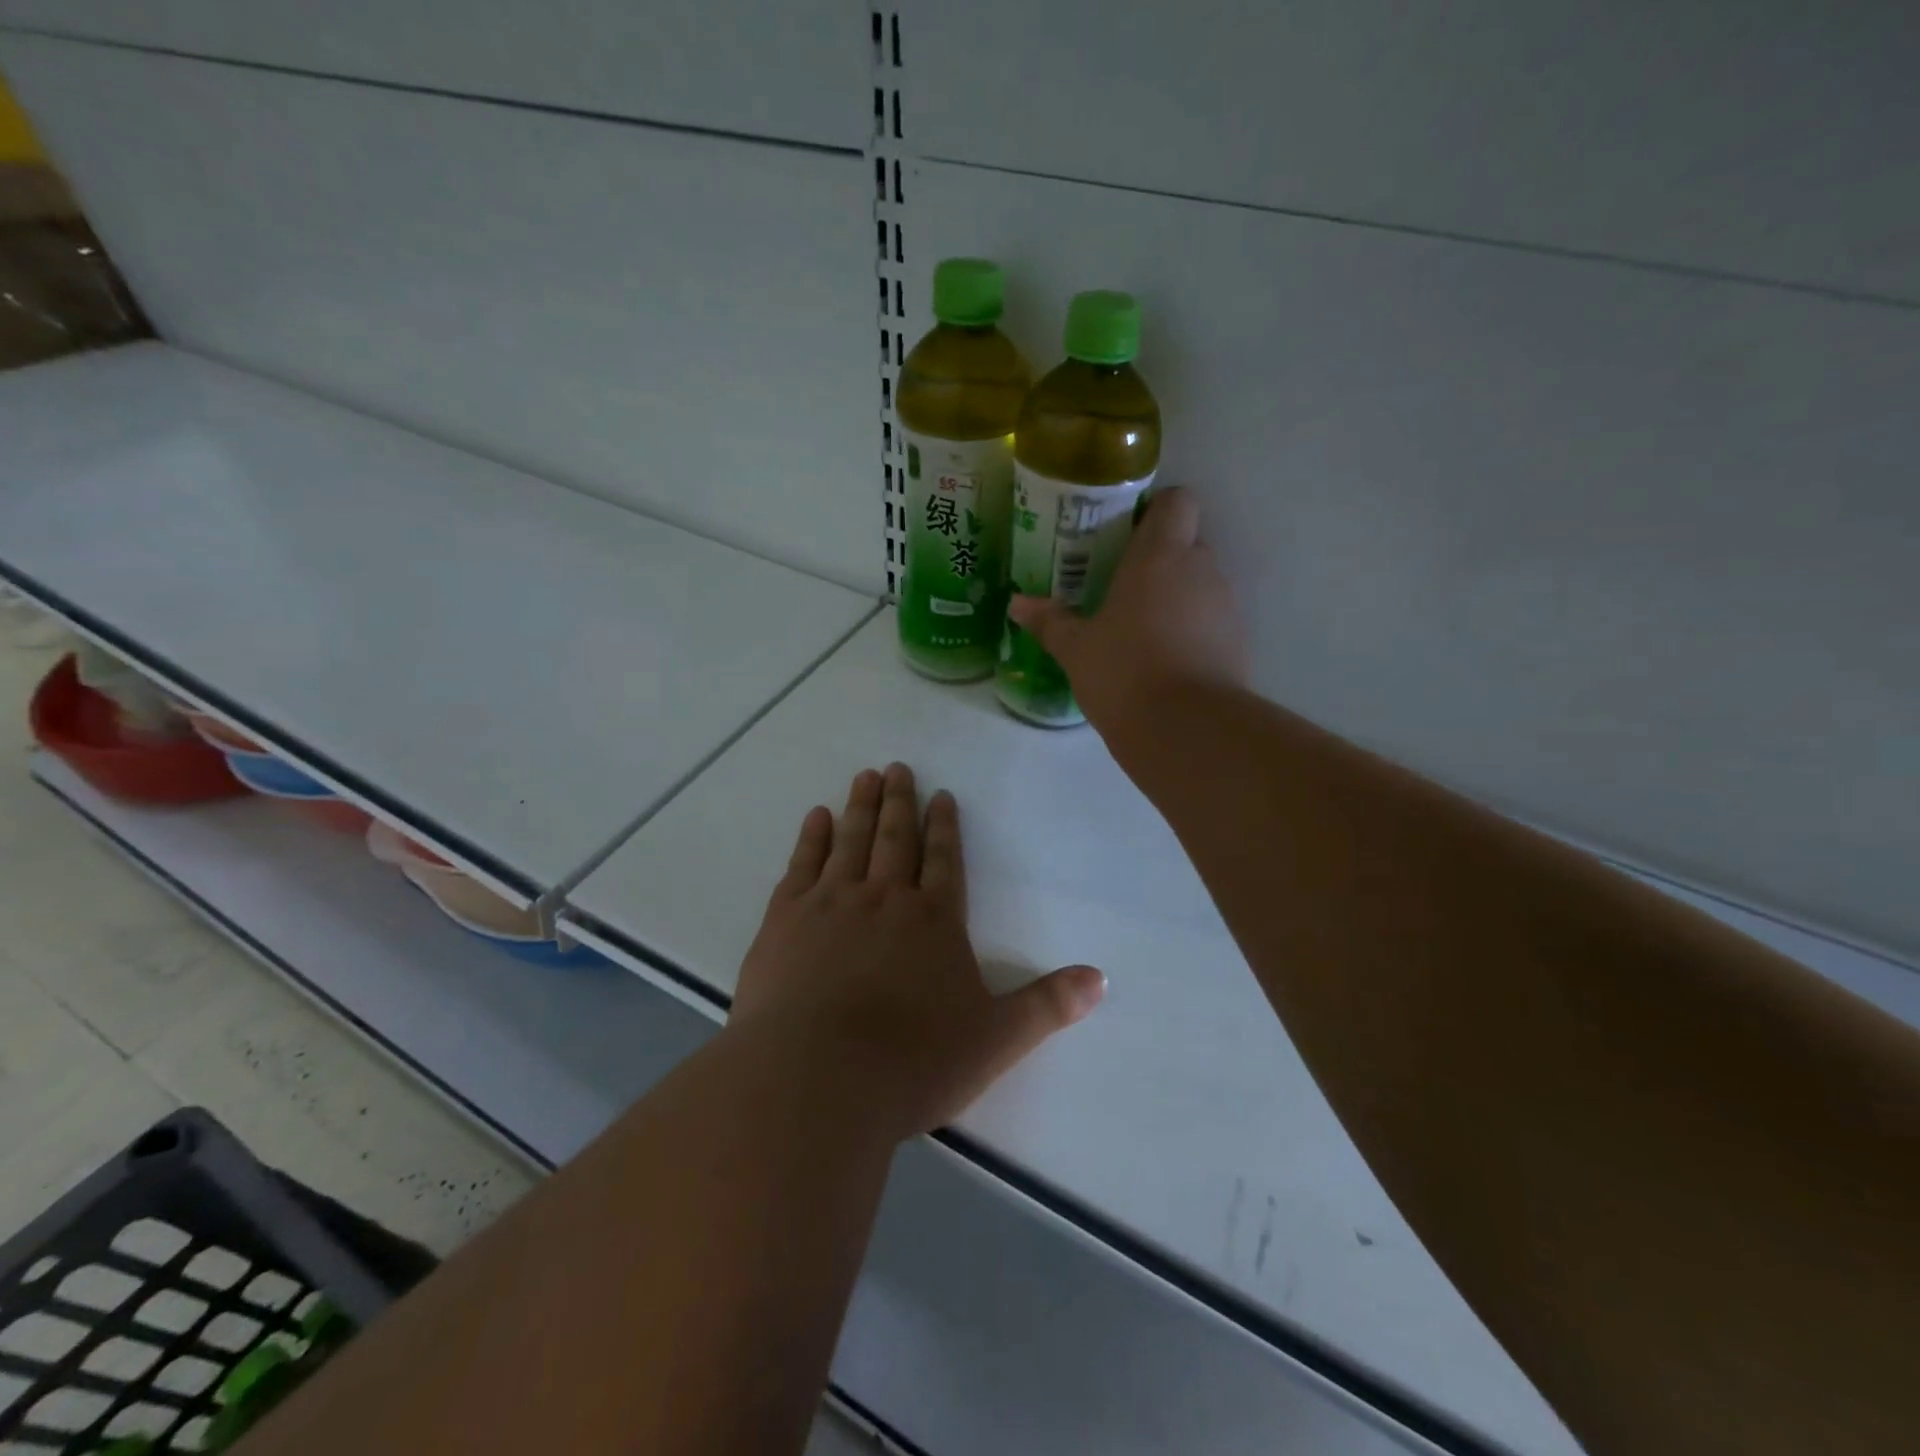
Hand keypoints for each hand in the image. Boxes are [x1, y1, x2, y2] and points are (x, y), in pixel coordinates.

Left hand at [730, 764, 1104, 1139]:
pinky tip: (817, 817)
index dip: (946, 826)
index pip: (945, 861)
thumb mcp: (995, 1040)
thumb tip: (1101, 980)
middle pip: (897, 839)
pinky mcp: (785, 919)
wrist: (816, 1079)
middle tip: (898, 768)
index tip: (941, 795)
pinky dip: (812, 837)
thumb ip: (1047, 1006)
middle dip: (901, 802)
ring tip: (866, 776)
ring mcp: (832, 903)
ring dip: (861, 806)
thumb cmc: (912, 1062)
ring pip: (852, 841)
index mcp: (935, 921)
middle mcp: (885, 899)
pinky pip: (803, 864)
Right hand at [1008, 486, 1247, 734]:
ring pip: (1202, 583)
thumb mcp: (1076, 649)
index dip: (1157, 510)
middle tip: (1123, 586)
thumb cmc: (1124, 673)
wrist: (1187, 730)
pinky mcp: (1239, 642)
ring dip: (1177, 596)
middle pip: (1188, 542)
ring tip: (1142, 629)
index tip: (1129, 533)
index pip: (1178, 501)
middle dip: (1160, 558)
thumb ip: (1049, 621)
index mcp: (1160, 555)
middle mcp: (1201, 569)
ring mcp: (1226, 605)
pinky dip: (1193, 630)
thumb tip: (1017, 603)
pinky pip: (1212, 620)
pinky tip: (1165, 660)